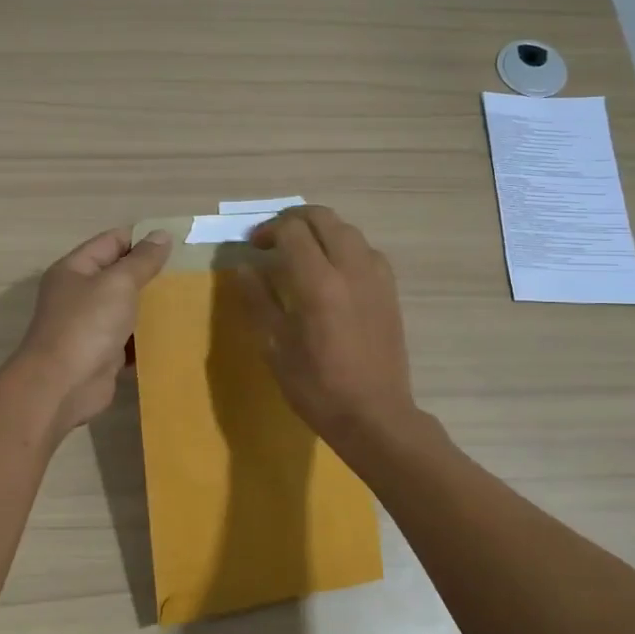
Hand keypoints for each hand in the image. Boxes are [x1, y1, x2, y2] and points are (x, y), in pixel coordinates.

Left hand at [16, 227, 171, 428]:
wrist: (62, 387)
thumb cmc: (87, 325)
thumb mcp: (118, 283)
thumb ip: (142, 260)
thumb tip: (162, 234)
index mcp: (75, 269)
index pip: (112, 241)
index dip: (143, 238)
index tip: (179, 243)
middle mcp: (79, 294)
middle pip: (120, 275)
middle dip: (152, 273)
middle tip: (189, 272)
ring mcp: (90, 326)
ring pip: (127, 308)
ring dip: (153, 307)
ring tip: (189, 300)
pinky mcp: (102, 354)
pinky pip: (130, 339)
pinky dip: (148, 337)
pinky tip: (176, 334)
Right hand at [236, 206, 417, 443]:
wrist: (375, 415)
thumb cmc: (318, 387)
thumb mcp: (275, 348)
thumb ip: (258, 301)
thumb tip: (244, 268)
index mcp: (318, 282)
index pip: (292, 230)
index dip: (268, 230)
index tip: (254, 246)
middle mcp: (350, 268)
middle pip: (322, 218)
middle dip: (294, 220)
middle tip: (274, 239)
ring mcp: (375, 276)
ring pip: (347, 230)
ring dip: (321, 231)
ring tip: (302, 252)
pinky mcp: (390, 290)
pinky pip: (366, 250)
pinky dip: (344, 247)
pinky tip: (333, 272)